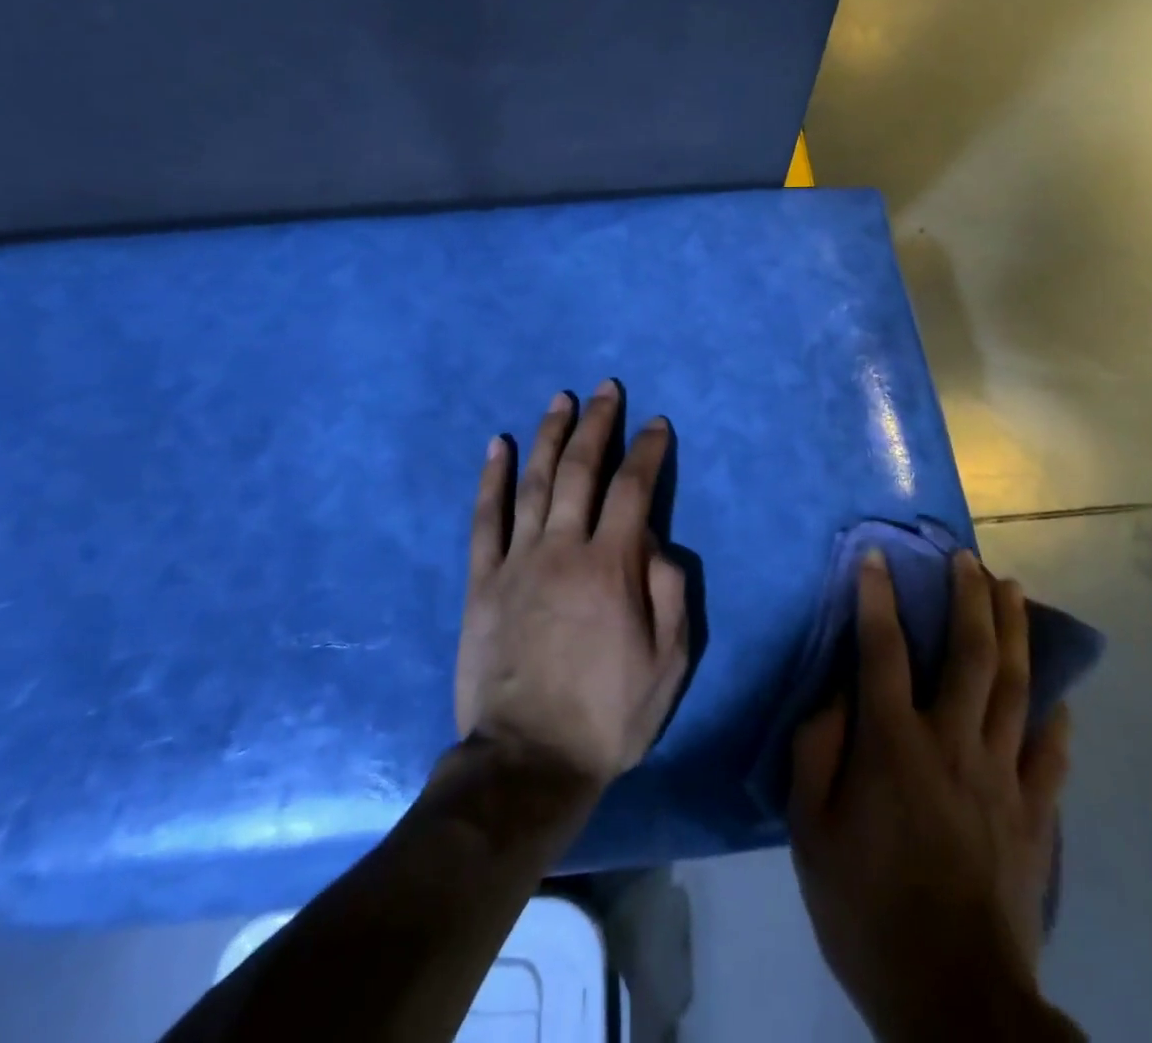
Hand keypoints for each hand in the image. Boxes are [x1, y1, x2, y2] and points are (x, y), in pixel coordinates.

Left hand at [454, 382, 689, 792]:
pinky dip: (490, 478)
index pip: (634, 489)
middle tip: (606, 390)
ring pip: (534, 482)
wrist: (528, 761)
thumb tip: (656, 541)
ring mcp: (517, 560)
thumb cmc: (607, 715)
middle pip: (581, 470)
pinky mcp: (482, 580)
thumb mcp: (668, 664)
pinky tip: (496, 445)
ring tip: (560, 400)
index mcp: (612, 566)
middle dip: (597, 425)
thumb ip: (670, 593)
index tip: (655, 424)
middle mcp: (563, 548)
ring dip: (549, 436)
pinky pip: (484, 519)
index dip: (647, 451)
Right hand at [789, 549, 1078, 1042]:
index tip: (877, 555)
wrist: (953, 1000)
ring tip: (1012, 589)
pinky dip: (1054, 716)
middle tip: (968, 558)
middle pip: (969, 653)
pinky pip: (1051, 752)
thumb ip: (817, 749)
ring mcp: (1003, 777)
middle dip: (968, 596)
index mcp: (894, 743)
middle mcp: (953, 742)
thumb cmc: (867, 907)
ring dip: (1014, 631)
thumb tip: (833, 689)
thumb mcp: (811, 830)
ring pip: (1015, 686)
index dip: (877, 596)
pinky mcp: (1036, 815)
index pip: (882, 648)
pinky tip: (1057, 692)